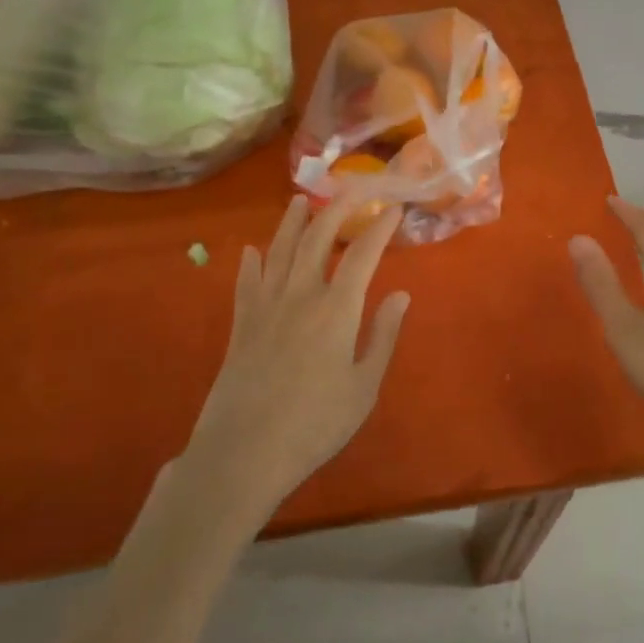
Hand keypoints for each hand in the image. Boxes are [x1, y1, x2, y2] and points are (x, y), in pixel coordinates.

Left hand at [184, 195, 410, 513]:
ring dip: (292, 222)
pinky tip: (251, 251)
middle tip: (353, 188)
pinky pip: (246, 282)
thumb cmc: (314, 425)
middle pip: (318, 238)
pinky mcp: (241, 325)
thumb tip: (402, 294)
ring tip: (301, 199)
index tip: (394, 208)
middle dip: (338, 208)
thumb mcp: (363, 387)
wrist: (243, 454)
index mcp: (337, 309)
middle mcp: (301, 295)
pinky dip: (251, 263)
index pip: (363, 254)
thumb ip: (383, 336)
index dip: (380, 227)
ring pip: (280, 251)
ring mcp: (266, 307)